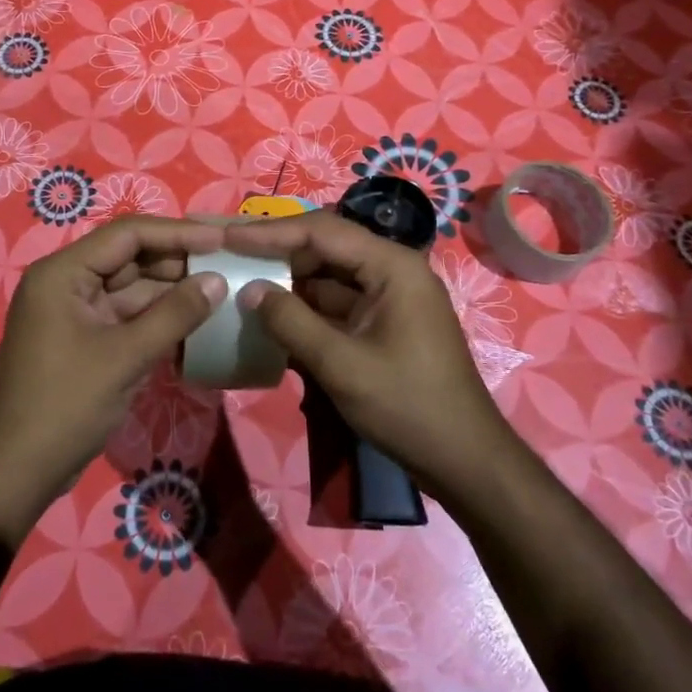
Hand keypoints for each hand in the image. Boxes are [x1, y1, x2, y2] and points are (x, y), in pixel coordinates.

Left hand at [0, 216, 226, 539]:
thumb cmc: (66, 406)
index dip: (177, 233)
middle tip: (227, 265)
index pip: (127, 235)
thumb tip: (217, 281)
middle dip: (178, 262)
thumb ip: (175, 314)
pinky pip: (127, 315)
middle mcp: (66, 283)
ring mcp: (75, 312)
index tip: (220, 240)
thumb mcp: (126, 357)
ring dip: (172, 291)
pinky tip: (195, 320)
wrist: (18, 472)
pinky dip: (158, 317)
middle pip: (130, 258)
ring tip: (220, 291)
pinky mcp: (85, 338)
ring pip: (132, 288)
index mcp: (62, 273)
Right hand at [225, 212, 521, 505]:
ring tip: (239, 282)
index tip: (227, 236)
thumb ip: (291, 322)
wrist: (464, 461)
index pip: (322, 231)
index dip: (271, 232)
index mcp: (391, 266)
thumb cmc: (408, 407)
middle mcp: (391, 271)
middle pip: (325, 248)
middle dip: (277, 253)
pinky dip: (304, 310)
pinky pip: (336, 306)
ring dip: (288, 283)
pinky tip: (269, 318)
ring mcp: (387, 299)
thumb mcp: (341, 364)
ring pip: (327, 278)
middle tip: (229, 255)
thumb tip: (249, 289)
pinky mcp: (382, 325)